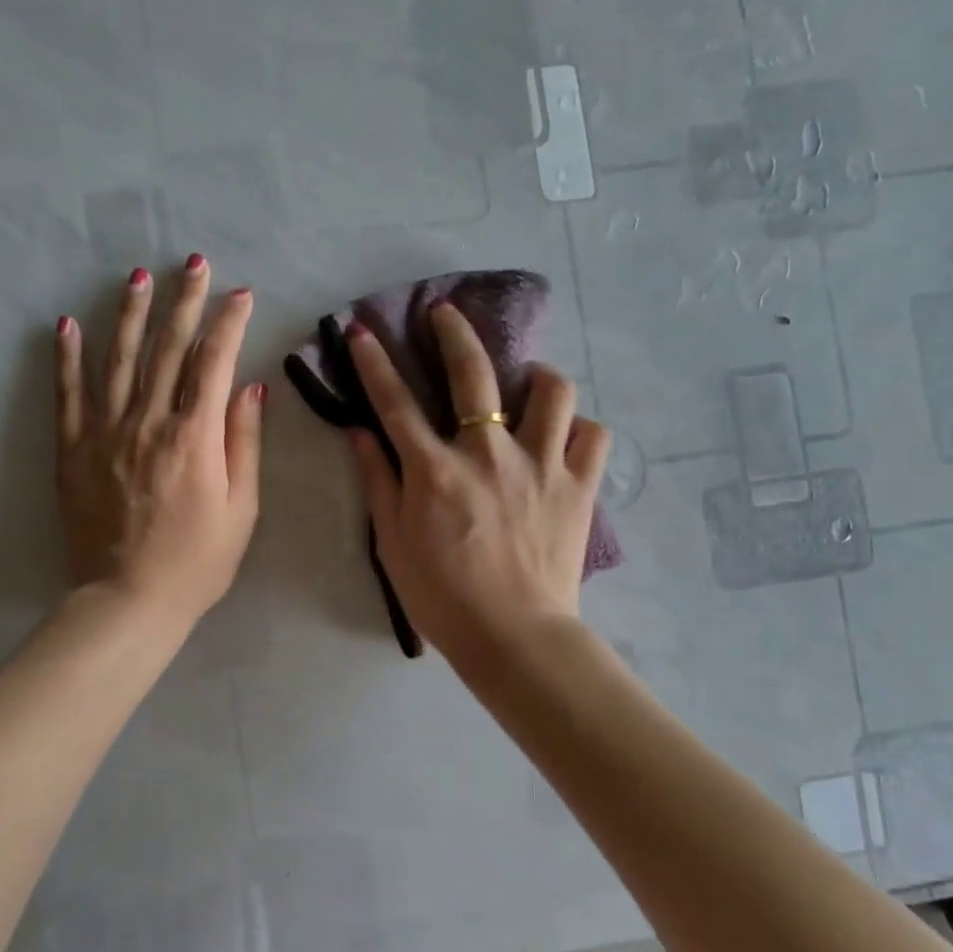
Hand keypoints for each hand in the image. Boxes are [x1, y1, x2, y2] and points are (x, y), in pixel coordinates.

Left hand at [54, 258, 264, 627]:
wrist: (129, 600)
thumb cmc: (198, 561)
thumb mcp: (242, 507)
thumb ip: (244, 442)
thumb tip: (250, 386)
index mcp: (195, 436)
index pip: (215, 362)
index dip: (230, 323)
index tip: (241, 294)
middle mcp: (149, 422)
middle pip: (168, 349)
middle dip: (185, 302)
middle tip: (193, 263)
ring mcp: (105, 432)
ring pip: (119, 360)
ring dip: (130, 314)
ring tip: (138, 277)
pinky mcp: (73, 450)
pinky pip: (68, 395)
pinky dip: (67, 358)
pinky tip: (67, 324)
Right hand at [345, 303, 608, 667]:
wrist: (514, 638)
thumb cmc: (442, 598)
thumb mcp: (392, 543)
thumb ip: (377, 481)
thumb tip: (359, 432)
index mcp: (435, 470)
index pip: (395, 402)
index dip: (374, 362)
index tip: (362, 331)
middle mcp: (488, 453)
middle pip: (473, 373)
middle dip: (454, 332)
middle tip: (446, 313)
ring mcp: (541, 465)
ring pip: (552, 391)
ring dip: (536, 375)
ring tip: (527, 380)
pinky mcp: (579, 485)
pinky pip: (592, 435)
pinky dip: (579, 429)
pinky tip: (564, 437)